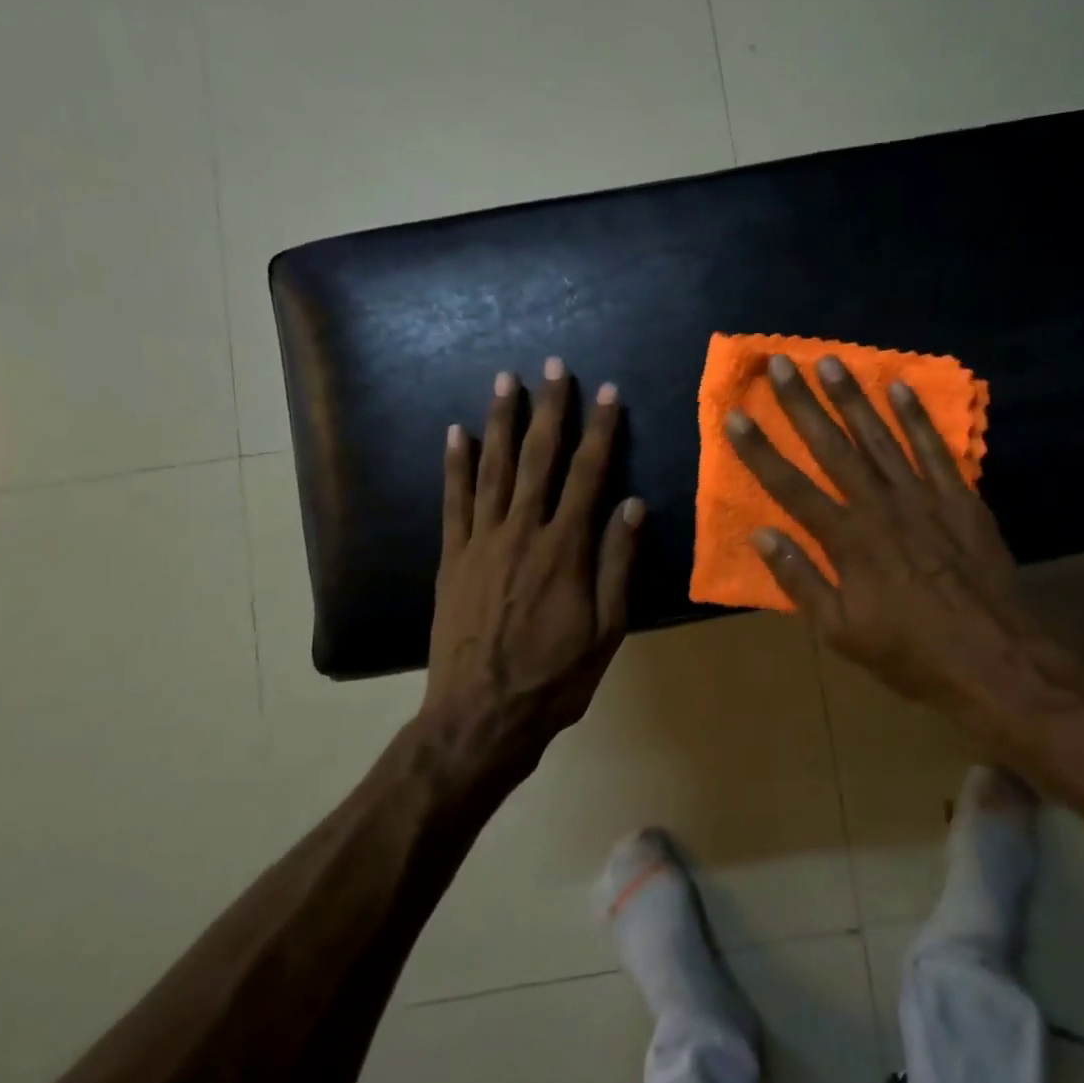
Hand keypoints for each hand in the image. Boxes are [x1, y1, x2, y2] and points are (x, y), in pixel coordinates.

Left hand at [424, 360, 642, 782]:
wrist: (481, 715)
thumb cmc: (555, 677)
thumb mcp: (606, 629)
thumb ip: (617, 564)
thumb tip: (631, 505)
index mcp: (566, 549)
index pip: (588, 475)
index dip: (601, 431)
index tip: (607, 393)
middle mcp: (522, 532)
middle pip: (538, 459)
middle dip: (549, 410)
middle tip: (553, 367)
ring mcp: (481, 542)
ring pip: (493, 469)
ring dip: (500, 422)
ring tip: (505, 381)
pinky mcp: (451, 558)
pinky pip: (453, 502)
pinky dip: (455, 465)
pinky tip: (455, 433)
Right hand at [725, 354, 1083, 720]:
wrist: (993, 661)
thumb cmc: (909, 653)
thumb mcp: (840, 631)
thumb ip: (800, 580)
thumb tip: (762, 535)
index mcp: (847, 540)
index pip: (791, 487)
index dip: (759, 451)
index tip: (736, 415)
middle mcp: (880, 507)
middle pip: (833, 447)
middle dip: (803, 404)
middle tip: (781, 362)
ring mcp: (924, 498)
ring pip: (880, 438)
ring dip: (852, 398)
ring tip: (830, 361)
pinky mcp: (960, 500)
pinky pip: (935, 449)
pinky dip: (917, 418)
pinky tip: (900, 388)